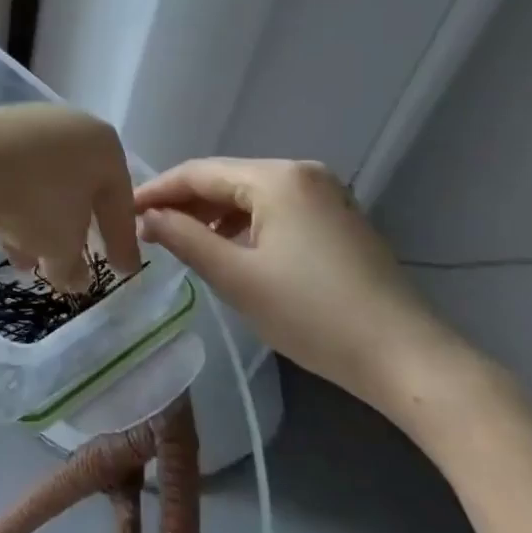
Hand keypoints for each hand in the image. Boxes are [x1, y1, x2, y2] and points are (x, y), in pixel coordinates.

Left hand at [0, 104, 139, 291]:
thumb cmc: (37, 199)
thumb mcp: (62, 246)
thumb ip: (73, 268)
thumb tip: (76, 280)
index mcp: (106, 148)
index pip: (121, 204)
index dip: (122, 243)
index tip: (122, 271)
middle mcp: (74, 129)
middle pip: (80, 191)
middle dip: (72, 234)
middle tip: (69, 265)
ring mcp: (33, 125)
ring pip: (44, 186)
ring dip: (38, 226)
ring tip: (25, 262)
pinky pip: (16, 174)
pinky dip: (14, 204)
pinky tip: (1, 235)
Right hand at [134, 158, 472, 417]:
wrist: (408, 360)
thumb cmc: (314, 315)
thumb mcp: (237, 278)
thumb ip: (184, 239)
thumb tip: (146, 217)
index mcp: (277, 177)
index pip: (198, 172)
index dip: (157, 190)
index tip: (123, 210)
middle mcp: (302, 172)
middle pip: (225, 179)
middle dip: (183, 203)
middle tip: (146, 229)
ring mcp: (325, 194)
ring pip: (249, 195)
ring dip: (212, 215)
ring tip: (181, 242)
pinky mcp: (338, 219)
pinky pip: (275, 209)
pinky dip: (244, 224)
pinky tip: (229, 249)